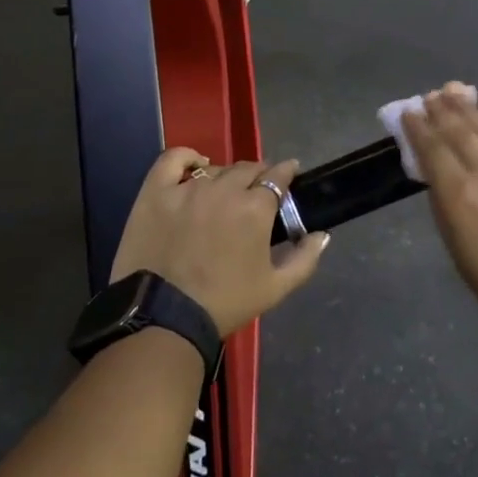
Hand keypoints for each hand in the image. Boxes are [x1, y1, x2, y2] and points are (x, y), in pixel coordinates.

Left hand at [109, 150, 329, 337]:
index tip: (289, 174)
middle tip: (257, 190)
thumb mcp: (275, 288)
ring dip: (226, 176)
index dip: (285, 173)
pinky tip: (194, 165)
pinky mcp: (156, 192)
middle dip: (258, 175)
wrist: (164, 318)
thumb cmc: (225, 303)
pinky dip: (187, 158)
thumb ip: (305, 258)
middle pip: (247, 169)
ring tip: (224, 191)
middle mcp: (224, 189)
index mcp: (255, 208)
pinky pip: (173, 160)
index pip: (277, 176)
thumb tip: (322, 235)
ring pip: (214, 169)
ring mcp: (187, 188)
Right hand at [402, 83, 477, 362]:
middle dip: (441, 110)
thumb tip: (435, 170)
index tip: (409, 112)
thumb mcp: (454, 241)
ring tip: (453, 88)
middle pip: (458, 131)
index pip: (432, 149)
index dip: (418, 128)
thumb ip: (443, 200)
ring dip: (468, 105)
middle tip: (430, 95)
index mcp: (457, 194)